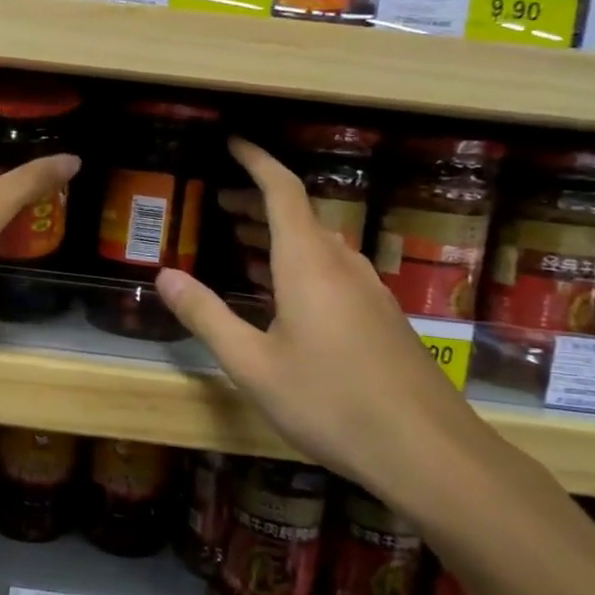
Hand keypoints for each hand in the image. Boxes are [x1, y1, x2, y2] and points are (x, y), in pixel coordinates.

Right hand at [155, 138, 492, 497]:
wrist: (429, 452)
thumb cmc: (331, 402)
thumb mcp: (252, 364)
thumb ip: (206, 316)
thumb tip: (164, 275)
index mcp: (308, 264)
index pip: (282, 191)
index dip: (255, 161)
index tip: (231, 142)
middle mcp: (341, 266)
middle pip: (299, 215)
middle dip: (257, 201)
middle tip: (219, 203)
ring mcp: (367, 291)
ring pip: (316, 244)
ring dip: (276, 234)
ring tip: (240, 241)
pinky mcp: (380, 317)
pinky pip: (332, 271)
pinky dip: (297, 263)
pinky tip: (281, 294)